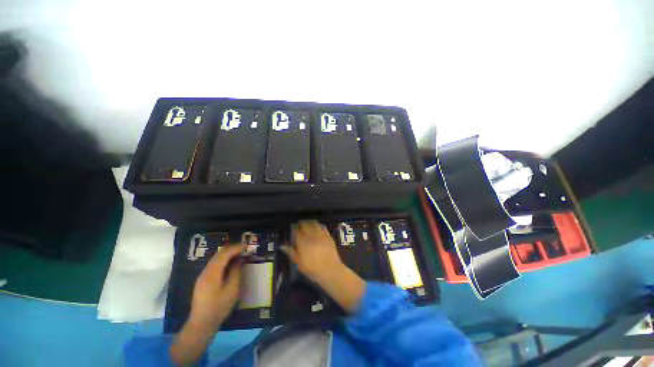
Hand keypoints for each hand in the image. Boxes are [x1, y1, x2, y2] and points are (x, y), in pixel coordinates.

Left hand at [171, 243, 245, 365]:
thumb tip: (239, 260)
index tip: (247, 246)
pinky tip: (230, 264)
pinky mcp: (203, 281)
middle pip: (219, 254)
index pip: (224, 254)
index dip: (236, 248)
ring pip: (216, 259)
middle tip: (244, 248)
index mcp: (212, 273)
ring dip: (228, 254)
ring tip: (239, 254)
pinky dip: (223, 261)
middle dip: (232, 249)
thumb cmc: (218, 307)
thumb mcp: (232, 290)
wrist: (201, 324)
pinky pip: (214, 265)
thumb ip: (236, 272)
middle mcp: (206, 271)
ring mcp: (203, 276)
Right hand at [283, 220, 343, 283]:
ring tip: (307, 225)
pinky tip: (317, 227)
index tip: (292, 228)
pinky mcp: (328, 235)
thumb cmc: (312, 269)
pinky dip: (318, 225)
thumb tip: (282, 246)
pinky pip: (322, 226)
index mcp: (302, 242)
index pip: (296, 230)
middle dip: (301, 224)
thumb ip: (291, 252)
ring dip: (309, 223)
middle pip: (305, 224)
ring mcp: (321, 234)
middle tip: (299, 225)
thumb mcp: (298, 263)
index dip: (293, 228)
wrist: (330, 270)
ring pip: (314, 223)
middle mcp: (311, 235)